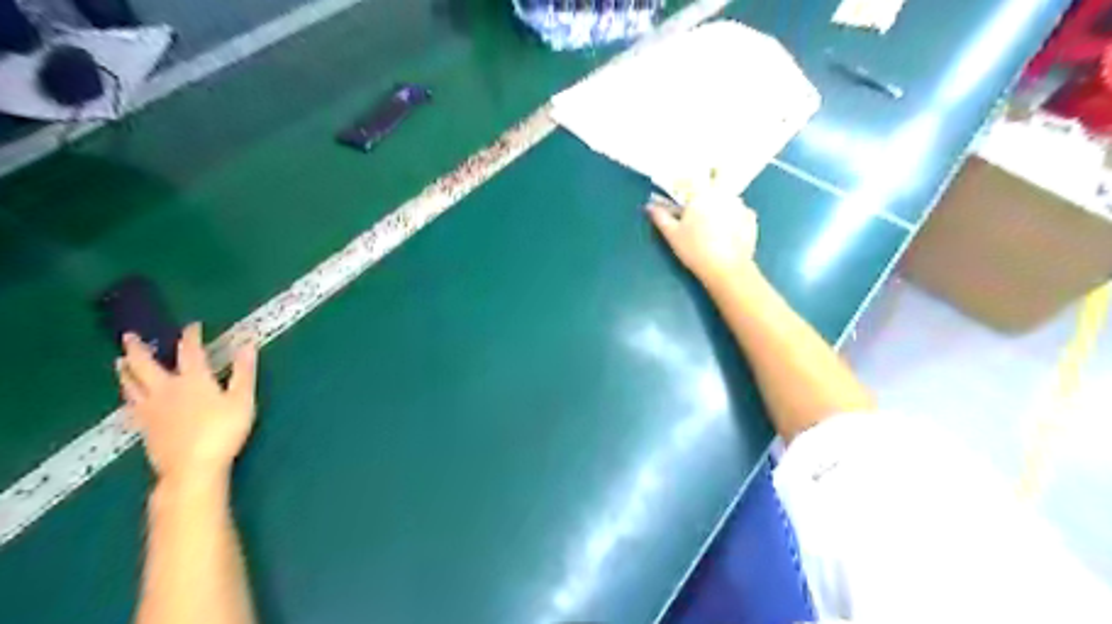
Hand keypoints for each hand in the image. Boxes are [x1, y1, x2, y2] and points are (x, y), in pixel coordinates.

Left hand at [117, 322, 258, 486]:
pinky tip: (126, 398)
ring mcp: (150, 409)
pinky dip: (126, 396)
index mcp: (193, 380)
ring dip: (125, 370)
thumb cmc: (223, 431)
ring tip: (120, 361)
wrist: (192, 467)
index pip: (190, 351)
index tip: (192, 326)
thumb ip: (244, 372)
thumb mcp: (243, 400)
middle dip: (138, 349)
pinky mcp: (144, 427)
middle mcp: (166, 389)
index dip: (190, 336)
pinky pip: (129, 407)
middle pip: (145, 365)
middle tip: (129, 336)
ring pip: (131, 384)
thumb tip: (248, 345)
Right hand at [649, 190, 760, 286]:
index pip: (692, 178)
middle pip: (717, 179)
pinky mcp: (751, 219)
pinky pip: (739, 211)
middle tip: (700, 204)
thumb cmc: (695, 249)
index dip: (685, 182)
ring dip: (721, 203)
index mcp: (702, 193)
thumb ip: (660, 216)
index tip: (680, 190)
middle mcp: (723, 193)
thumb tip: (649, 206)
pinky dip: (733, 217)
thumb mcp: (672, 234)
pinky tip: (727, 231)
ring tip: (714, 222)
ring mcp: (740, 205)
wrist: (726, 269)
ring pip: (728, 196)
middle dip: (709, 183)